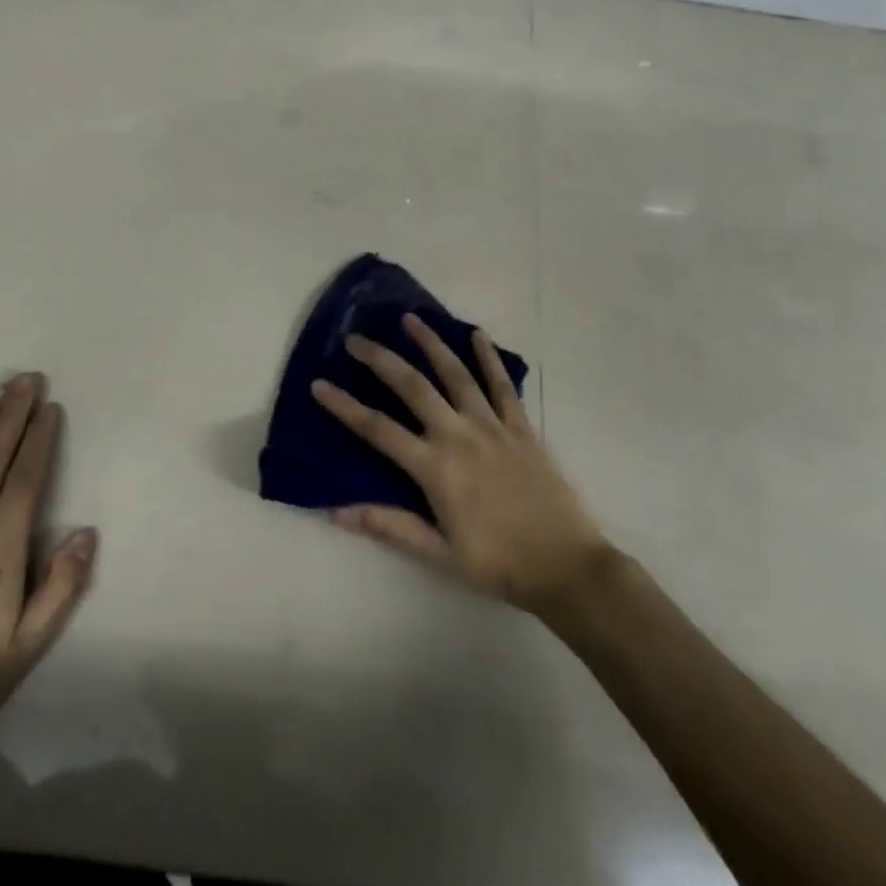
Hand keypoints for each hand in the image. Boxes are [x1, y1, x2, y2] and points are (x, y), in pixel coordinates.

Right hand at [312, 316, 611, 618]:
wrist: (567, 567)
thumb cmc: (498, 564)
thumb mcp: (439, 554)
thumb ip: (390, 526)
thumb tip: (337, 512)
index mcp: (434, 467)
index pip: (378, 429)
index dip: (344, 406)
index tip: (319, 384)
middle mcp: (458, 435)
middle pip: (412, 386)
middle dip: (380, 358)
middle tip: (355, 337)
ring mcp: (492, 426)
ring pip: (455, 374)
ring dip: (430, 343)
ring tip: (410, 319)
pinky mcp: (520, 428)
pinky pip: (501, 385)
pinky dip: (489, 357)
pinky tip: (477, 334)